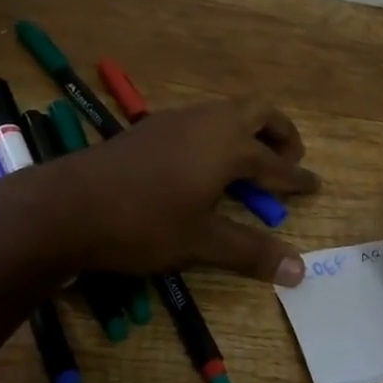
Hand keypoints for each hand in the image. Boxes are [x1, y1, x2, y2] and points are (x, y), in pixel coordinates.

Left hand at [0, 97, 318, 283]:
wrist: (68, 205)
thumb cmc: (143, 223)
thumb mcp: (201, 241)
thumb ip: (251, 252)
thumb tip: (300, 271)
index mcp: (229, 146)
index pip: (276, 162)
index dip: (297, 178)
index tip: (315, 185)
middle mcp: (209, 122)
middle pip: (259, 112)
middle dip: (281, 134)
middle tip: (287, 162)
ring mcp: (178, 119)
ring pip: (228, 111)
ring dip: (249, 131)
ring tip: (249, 165)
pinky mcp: (153, 126)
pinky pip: (202, 119)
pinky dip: (220, 134)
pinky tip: (205, 164)